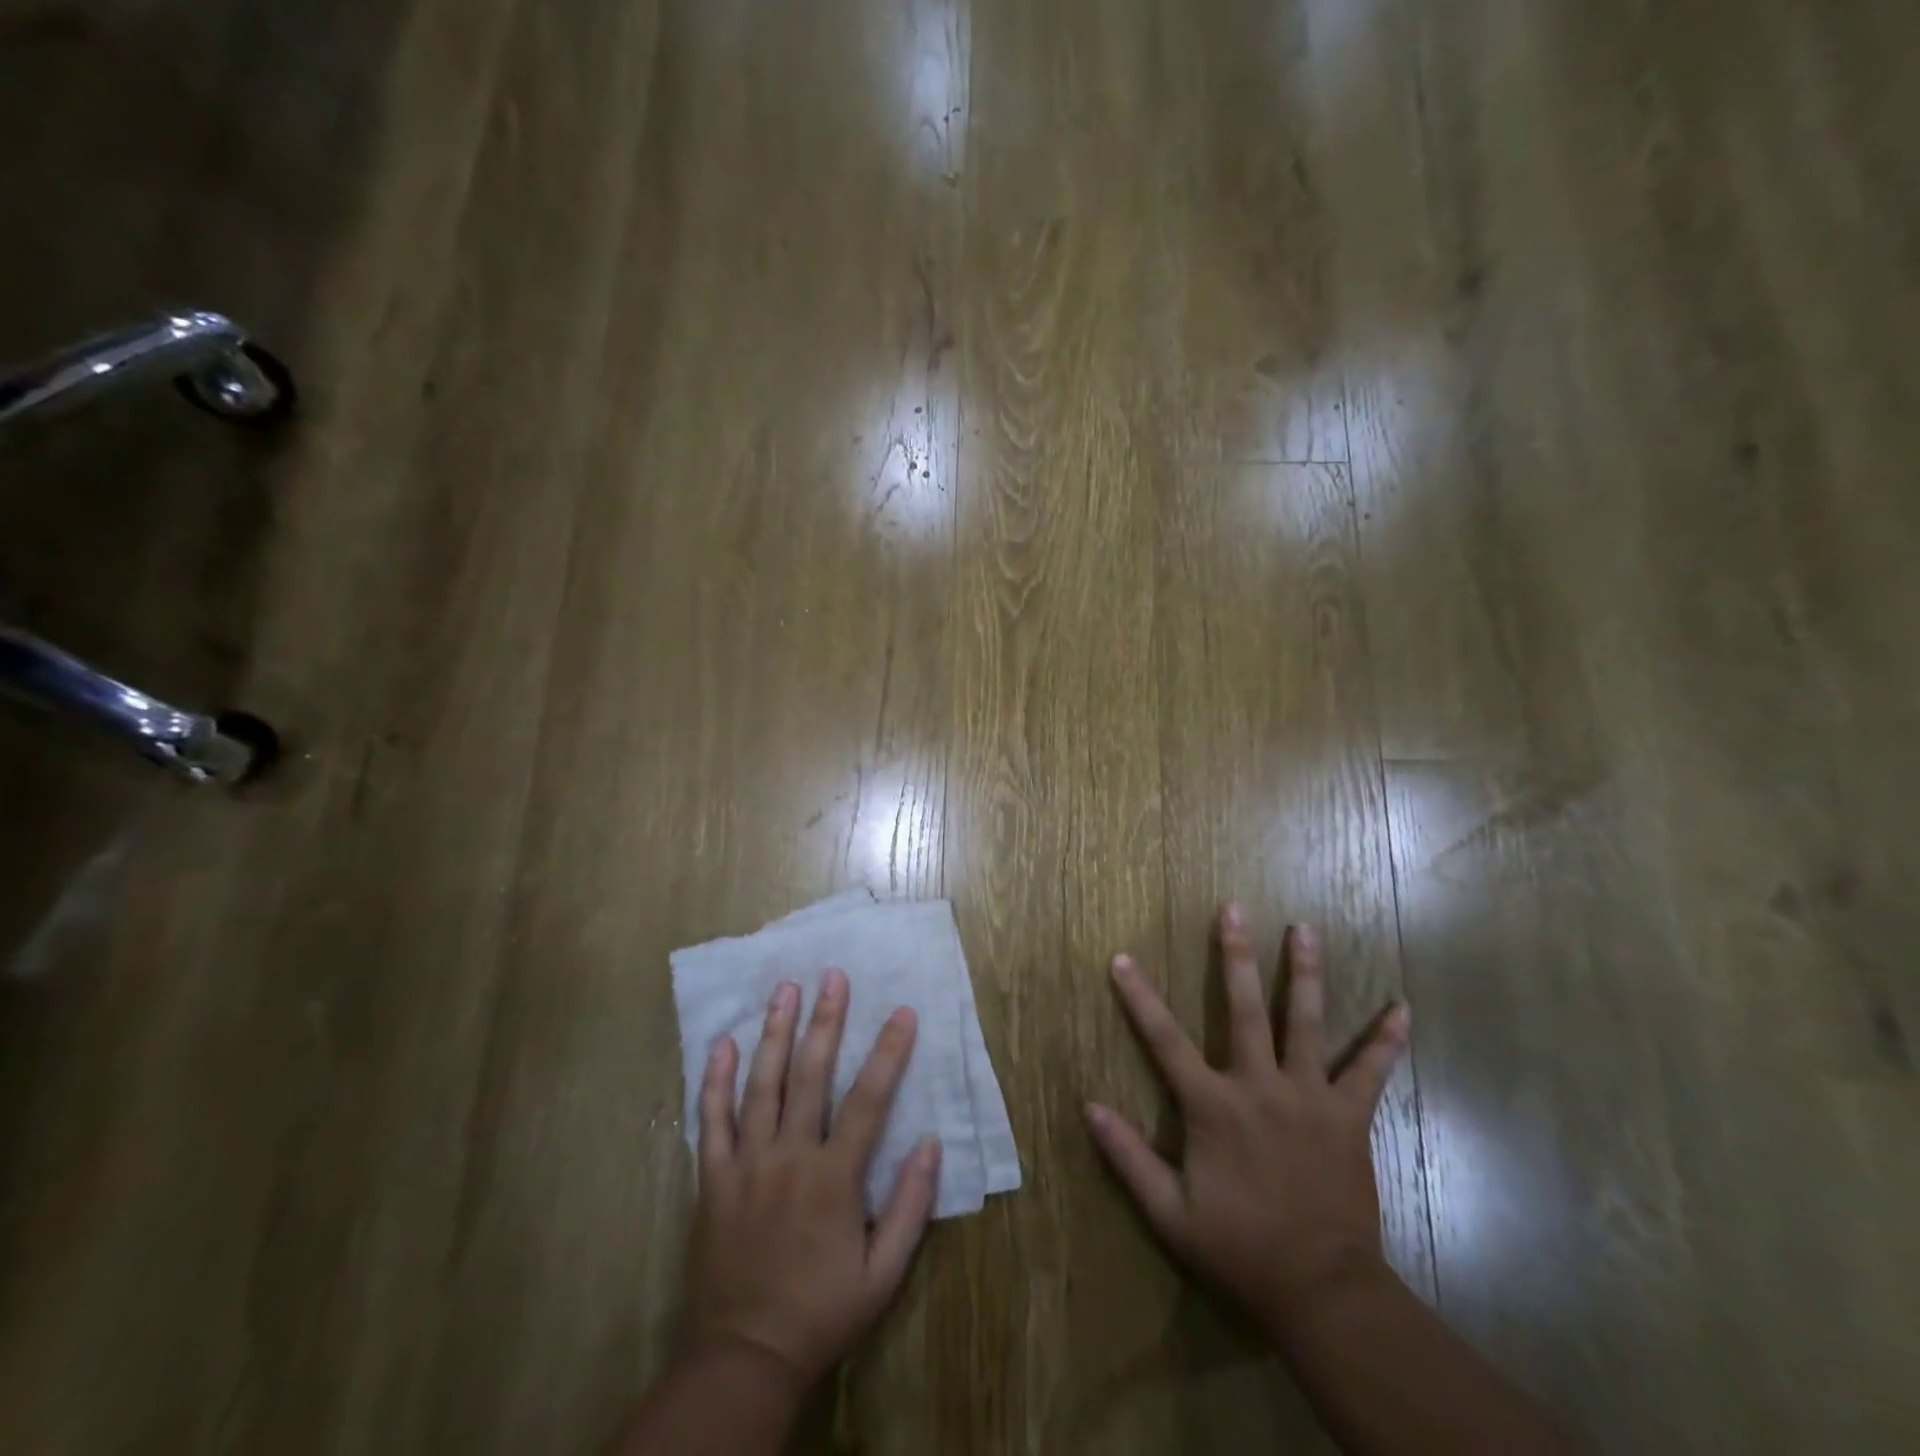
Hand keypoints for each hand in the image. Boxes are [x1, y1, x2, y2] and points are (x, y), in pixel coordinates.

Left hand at [691, 969, 942, 1389]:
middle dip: (825, 1021)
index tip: (903, 1012)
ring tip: (784, 989)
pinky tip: (723, 1044)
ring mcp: (747, 1164)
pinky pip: (711, 1120)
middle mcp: (790, 1157)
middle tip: (832, 976)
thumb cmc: (822, 1311)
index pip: (869, 1099)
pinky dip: (716, 1080)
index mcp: (835, 1177)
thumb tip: (931, 1142)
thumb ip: (911, 1207)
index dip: (888, 1052)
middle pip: (810, 1075)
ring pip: (762, 1084)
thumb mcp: (884, 1274)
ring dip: (775, 1033)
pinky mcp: (714, 1178)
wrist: (746, 1356)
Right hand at [1085, 905, 1409, 1332]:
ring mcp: (1309, 1098)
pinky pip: (1370, 1072)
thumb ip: (1127, 1157)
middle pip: (1245, 1010)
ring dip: (1306, 973)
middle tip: (1234, 909)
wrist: (1322, 1292)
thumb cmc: (1240, 1249)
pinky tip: (1402, 1007)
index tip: (1122, 958)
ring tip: (1305, 928)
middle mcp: (1260, 1087)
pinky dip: (1387, 1040)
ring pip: (1307, 1023)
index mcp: (1213, 1107)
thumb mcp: (1169, 1213)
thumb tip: (1088, 1106)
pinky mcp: (1348, 1116)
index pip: (1165, 1040)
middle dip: (1235, 956)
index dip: (1139, 998)